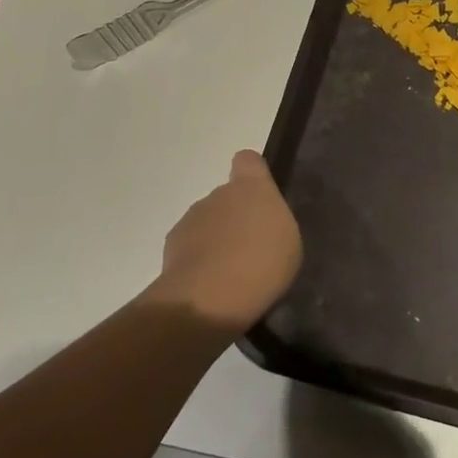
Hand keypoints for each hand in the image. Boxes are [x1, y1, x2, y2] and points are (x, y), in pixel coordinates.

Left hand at [143, 150, 301, 335]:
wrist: (210, 297)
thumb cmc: (262, 261)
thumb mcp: (287, 239)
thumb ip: (272, 220)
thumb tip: (258, 220)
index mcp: (250, 188)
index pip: (247, 161)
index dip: (252, 173)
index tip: (259, 192)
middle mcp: (216, 196)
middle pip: (225, 197)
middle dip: (235, 216)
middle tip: (251, 247)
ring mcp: (190, 221)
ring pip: (206, 223)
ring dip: (216, 240)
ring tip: (232, 272)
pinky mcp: (170, 249)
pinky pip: (190, 249)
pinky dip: (200, 262)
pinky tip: (212, 286)